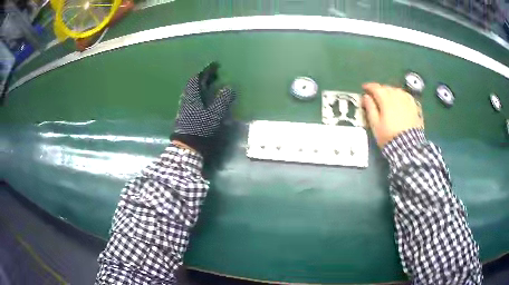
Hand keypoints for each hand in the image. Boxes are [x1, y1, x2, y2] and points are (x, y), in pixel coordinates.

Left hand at [171, 62, 236, 154]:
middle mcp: (187, 99)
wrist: (187, 145)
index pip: (197, 78)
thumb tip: (229, 87)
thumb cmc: (200, 128)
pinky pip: (193, 98)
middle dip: (204, 77)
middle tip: (215, 74)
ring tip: (211, 85)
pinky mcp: (185, 114)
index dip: (207, 70)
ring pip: (193, 91)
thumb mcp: (214, 114)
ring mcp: (184, 107)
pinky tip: (205, 99)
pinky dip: (200, 94)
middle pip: (194, 83)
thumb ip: (222, 100)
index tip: (216, 65)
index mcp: (192, 96)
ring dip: (202, 86)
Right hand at [362, 83, 423, 147]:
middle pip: (387, 87)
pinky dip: (401, 96)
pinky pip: (407, 96)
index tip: (364, 88)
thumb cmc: (389, 136)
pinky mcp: (415, 106)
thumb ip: (370, 108)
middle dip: (380, 90)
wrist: (408, 146)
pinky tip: (400, 101)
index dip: (369, 87)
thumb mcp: (375, 125)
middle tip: (375, 96)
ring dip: (391, 92)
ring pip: (397, 90)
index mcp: (386, 99)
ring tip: (388, 98)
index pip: (375, 87)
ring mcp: (407, 100)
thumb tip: (366, 97)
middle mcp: (397, 95)